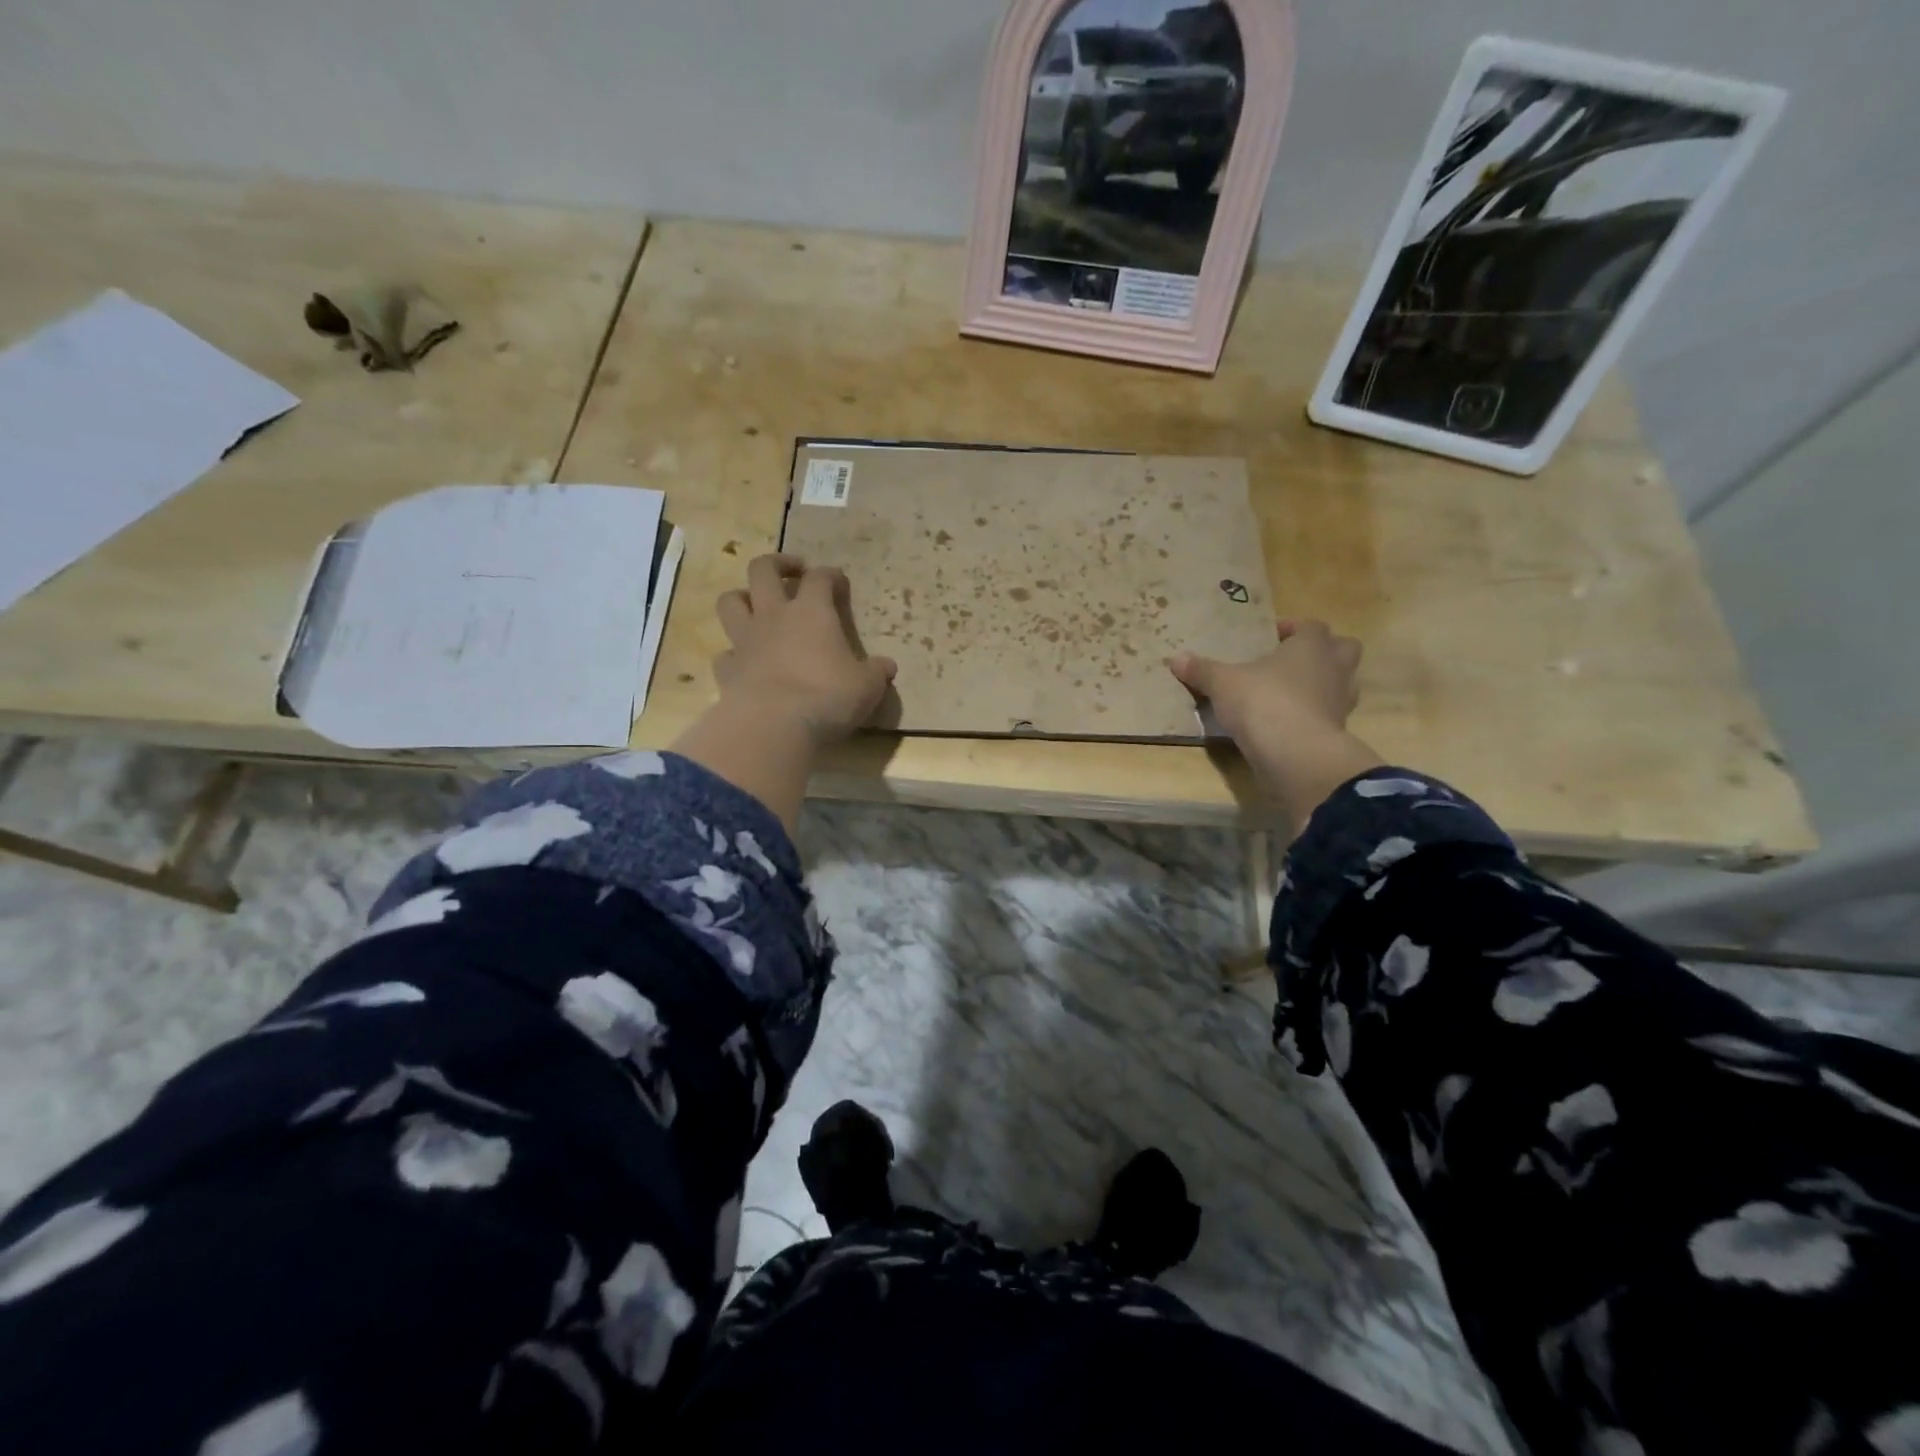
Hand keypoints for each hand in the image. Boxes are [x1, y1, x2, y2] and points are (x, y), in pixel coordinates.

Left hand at [713, 554, 896, 746]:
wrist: (775, 725)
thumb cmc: (828, 696)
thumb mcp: (867, 686)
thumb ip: (876, 672)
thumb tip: (887, 667)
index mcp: (812, 611)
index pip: (820, 578)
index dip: (831, 575)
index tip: (839, 582)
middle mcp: (774, 616)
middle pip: (763, 570)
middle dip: (778, 564)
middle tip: (792, 572)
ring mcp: (745, 641)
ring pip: (730, 602)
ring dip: (742, 598)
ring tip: (756, 606)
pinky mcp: (727, 670)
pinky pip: (725, 653)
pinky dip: (733, 654)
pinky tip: (744, 662)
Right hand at [1169, 620, 1382, 829]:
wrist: (1295, 754)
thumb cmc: (1263, 702)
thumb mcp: (1223, 683)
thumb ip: (1202, 670)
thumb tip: (1175, 658)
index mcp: (1312, 646)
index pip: (1311, 626)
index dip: (1292, 628)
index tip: (1270, 636)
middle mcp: (1334, 668)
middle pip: (1343, 649)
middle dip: (1322, 652)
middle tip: (1291, 661)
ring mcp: (1341, 702)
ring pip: (1342, 683)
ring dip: (1322, 684)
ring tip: (1290, 694)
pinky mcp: (1337, 732)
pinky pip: (1329, 715)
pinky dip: (1314, 716)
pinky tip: (1288, 723)